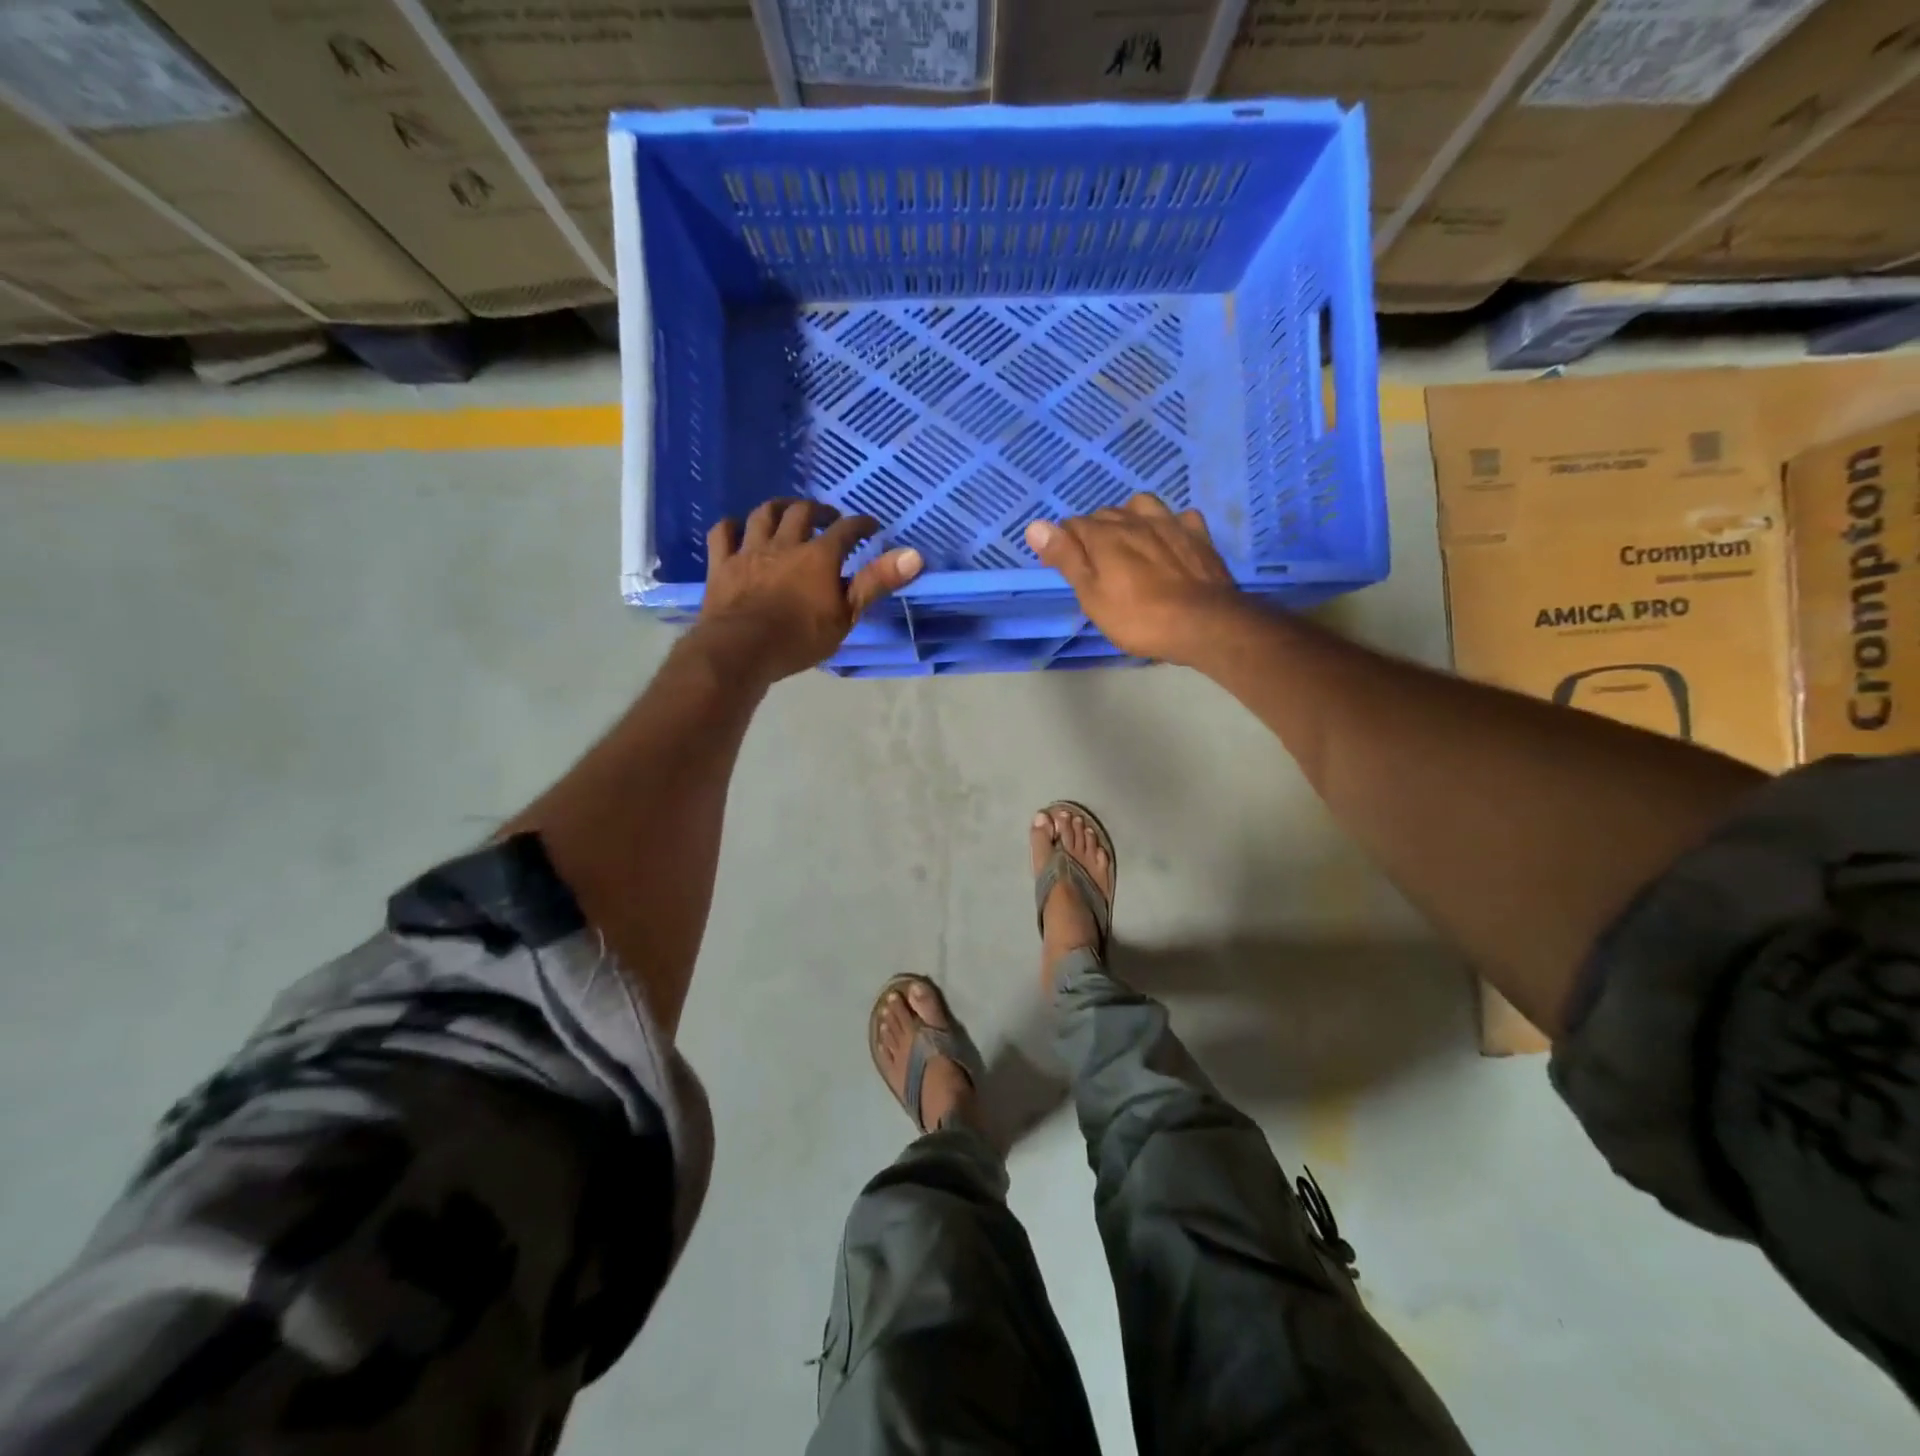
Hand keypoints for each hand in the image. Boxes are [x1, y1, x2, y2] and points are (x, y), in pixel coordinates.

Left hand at [691, 499, 921, 683]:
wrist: (742, 649)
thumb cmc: (800, 638)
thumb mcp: (847, 615)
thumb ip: (877, 582)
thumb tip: (914, 554)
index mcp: (819, 556)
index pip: (846, 530)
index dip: (860, 524)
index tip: (870, 525)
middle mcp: (785, 544)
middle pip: (801, 513)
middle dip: (818, 510)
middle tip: (827, 517)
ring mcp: (750, 551)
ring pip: (763, 515)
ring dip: (778, 508)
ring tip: (786, 511)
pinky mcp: (722, 564)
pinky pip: (723, 534)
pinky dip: (732, 526)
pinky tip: (738, 528)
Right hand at [1025, 494, 1241, 663]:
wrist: (1203, 624)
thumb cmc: (1139, 617)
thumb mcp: (1092, 595)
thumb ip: (1065, 558)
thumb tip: (1034, 525)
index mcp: (1105, 535)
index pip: (1073, 525)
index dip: (1064, 542)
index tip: (1064, 564)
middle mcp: (1136, 520)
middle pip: (1106, 514)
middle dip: (1095, 530)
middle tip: (1094, 561)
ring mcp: (1171, 524)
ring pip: (1142, 506)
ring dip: (1130, 517)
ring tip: (1129, 540)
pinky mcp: (1199, 536)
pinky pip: (1179, 517)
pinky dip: (1169, 524)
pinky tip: (1169, 538)